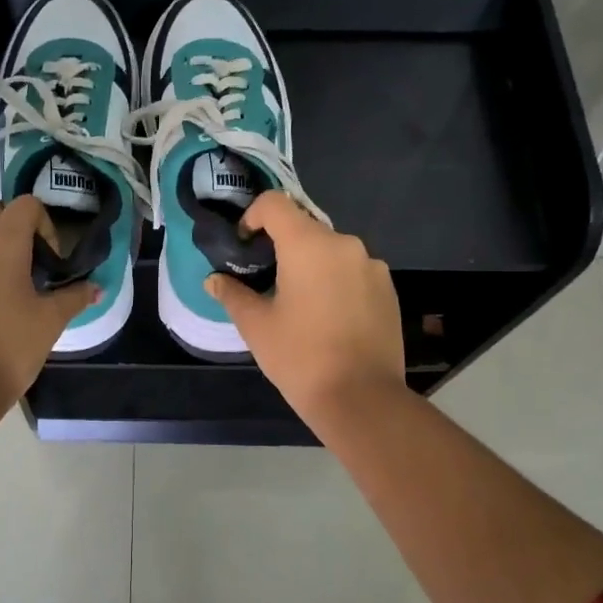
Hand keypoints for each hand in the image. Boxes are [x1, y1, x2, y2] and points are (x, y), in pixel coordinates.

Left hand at [0, 197, 97, 407]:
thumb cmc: (9, 345)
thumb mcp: (50, 321)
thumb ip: (74, 297)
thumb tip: (96, 288)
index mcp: (2, 241)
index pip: (26, 205)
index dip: (45, 225)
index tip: (52, 260)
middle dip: (17, 234)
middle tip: (33, 270)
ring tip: (8, 292)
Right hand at [205, 192, 406, 425]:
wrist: (362, 399)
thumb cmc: (300, 357)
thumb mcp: (256, 326)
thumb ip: (232, 295)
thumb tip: (213, 280)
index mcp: (308, 245)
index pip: (275, 204)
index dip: (253, 216)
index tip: (245, 245)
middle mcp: (345, 245)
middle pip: (305, 227)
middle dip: (282, 245)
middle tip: (267, 280)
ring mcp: (372, 266)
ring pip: (331, 251)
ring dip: (311, 264)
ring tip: (299, 303)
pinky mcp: (389, 289)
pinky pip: (354, 271)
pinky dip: (336, 281)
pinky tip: (328, 317)